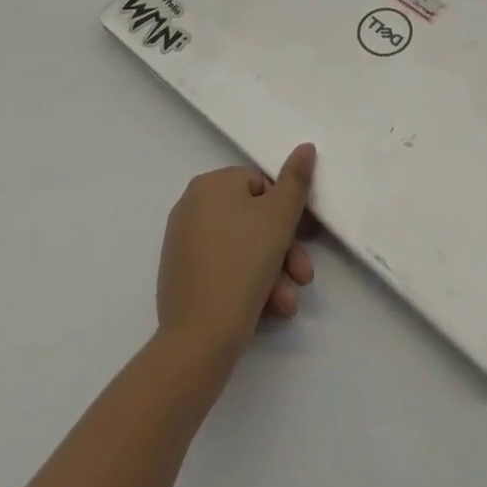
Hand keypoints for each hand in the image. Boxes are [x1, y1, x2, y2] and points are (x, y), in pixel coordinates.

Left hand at [156, 143, 316, 367]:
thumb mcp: (280, 216)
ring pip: (242, 249)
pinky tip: (268, 310)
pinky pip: (223, 270)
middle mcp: (191, 207)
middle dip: (283, 250)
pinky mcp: (180, 279)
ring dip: (272, 273)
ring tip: (287, 303)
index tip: (303, 239)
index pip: (261, 186)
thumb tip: (305, 147)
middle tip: (302, 277)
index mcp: (210, 184)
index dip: (286, 213)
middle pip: (252, 220)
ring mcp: (182, 245)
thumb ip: (296, 179)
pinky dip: (247, 285)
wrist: (199, 339)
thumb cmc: (244, 264)